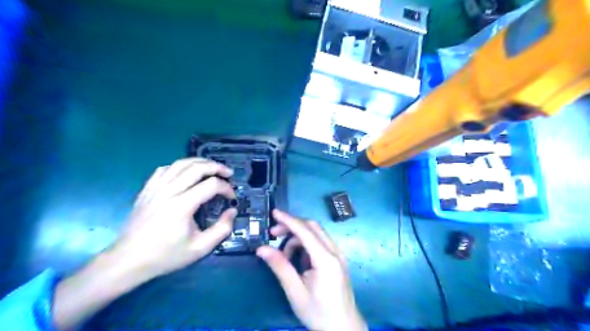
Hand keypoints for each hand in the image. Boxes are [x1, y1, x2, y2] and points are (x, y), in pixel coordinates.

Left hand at [53, 159, 237, 329]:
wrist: (128, 261)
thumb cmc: (166, 256)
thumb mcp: (200, 248)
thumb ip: (222, 229)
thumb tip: (232, 211)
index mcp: (182, 206)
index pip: (211, 185)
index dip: (226, 188)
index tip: (232, 198)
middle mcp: (168, 191)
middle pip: (197, 167)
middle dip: (217, 167)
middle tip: (229, 173)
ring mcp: (155, 188)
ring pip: (180, 163)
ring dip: (200, 162)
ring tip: (212, 167)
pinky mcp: (147, 190)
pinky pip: (165, 169)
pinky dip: (180, 166)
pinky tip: (187, 173)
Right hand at [258, 211, 367, 328]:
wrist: (344, 329)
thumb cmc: (319, 313)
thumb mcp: (295, 291)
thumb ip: (280, 266)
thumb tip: (262, 249)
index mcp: (326, 259)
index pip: (305, 231)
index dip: (289, 220)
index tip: (274, 213)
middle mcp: (335, 251)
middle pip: (312, 227)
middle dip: (292, 225)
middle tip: (273, 233)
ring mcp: (338, 254)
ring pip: (316, 233)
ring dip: (298, 236)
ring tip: (284, 254)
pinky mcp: (337, 259)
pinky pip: (320, 242)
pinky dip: (306, 243)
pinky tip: (298, 258)